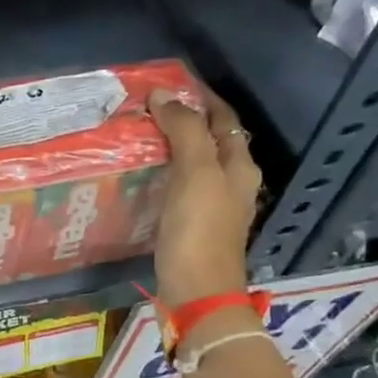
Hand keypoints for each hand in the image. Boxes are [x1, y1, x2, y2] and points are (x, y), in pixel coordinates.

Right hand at [147, 84, 261, 310]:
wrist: (197, 293)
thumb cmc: (199, 231)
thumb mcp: (195, 174)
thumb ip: (184, 132)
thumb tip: (165, 95)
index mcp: (239, 166)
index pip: (223, 119)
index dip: (200, 98)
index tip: (168, 84)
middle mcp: (232, 183)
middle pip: (210, 140)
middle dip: (184, 121)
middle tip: (147, 109)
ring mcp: (213, 207)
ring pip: (194, 164)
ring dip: (171, 147)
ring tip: (139, 137)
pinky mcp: (193, 227)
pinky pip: (180, 188)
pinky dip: (164, 174)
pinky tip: (142, 177)